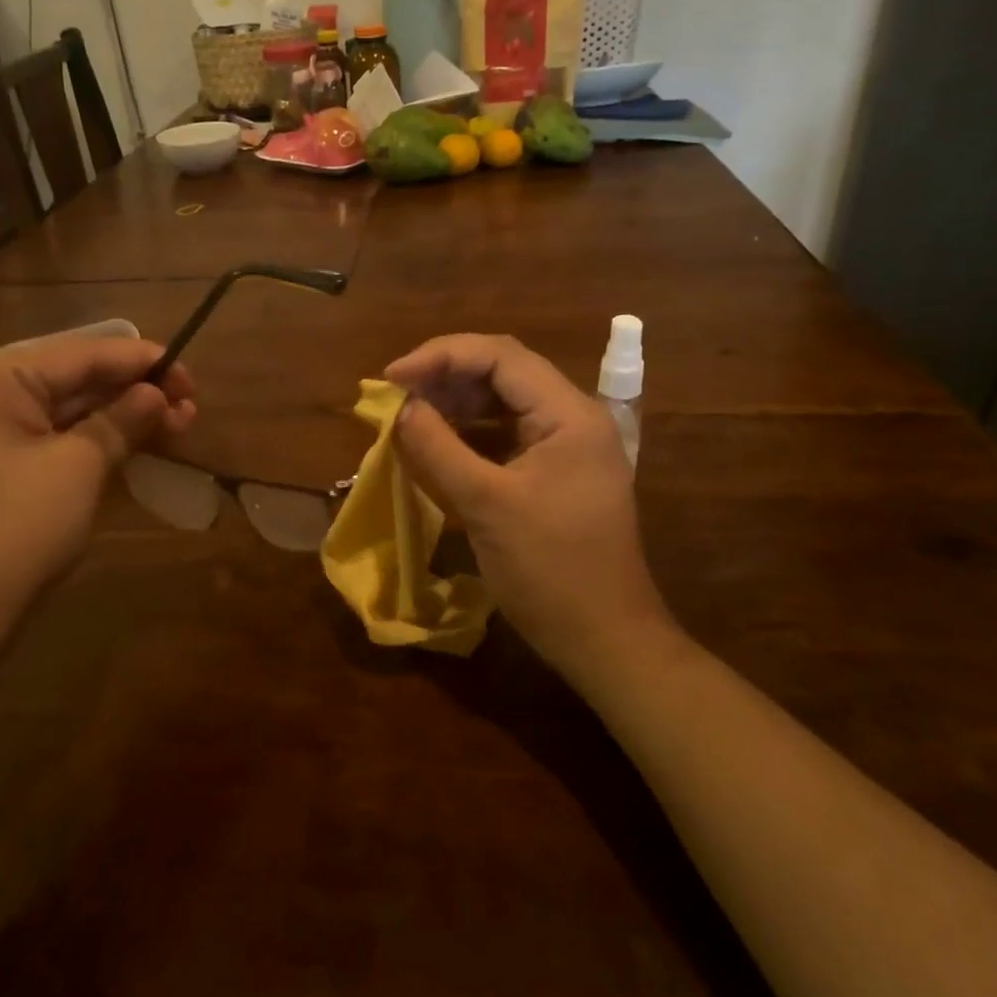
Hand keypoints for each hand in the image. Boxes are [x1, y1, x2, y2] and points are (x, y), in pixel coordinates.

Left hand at [0, 337, 194, 639]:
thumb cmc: (14, 530)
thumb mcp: (78, 467)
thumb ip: (122, 419)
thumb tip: (157, 393)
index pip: (81, 354)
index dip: (142, 362)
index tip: (190, 375)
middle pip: (73, 379)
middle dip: (135, 392)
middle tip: (190, 406)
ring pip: (66, 411)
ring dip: (121, 417)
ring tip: (178, 425)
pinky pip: (51, 438)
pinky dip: (94, 440)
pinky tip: (137, 443)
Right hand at [385, 334, 677, 685]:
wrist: (605, 641)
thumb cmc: (550, 571)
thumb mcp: (486, 506)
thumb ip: (439, 448)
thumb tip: (402, 407)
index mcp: (568, 414)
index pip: (500, 356)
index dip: (440, 356)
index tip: (392, 377)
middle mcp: (572, 417)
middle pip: (502, 372)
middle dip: (445, 377)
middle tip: (396, 395)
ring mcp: (566, 445)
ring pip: (502, 402)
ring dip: (455, 403)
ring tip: (409, 415)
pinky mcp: (555, 472)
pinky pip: (506, 435)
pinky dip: (469, 433)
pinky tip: (436, 444)